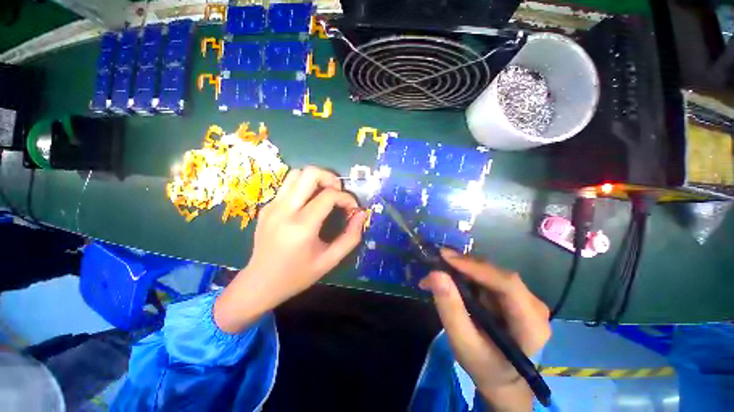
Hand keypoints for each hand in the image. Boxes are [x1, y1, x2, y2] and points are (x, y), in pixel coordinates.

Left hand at [214, 167, 366, 332]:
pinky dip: (304, 188)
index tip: (352, 208)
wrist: (260, 284)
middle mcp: (284, 210)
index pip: (329, 195)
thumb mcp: (330, 260)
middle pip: (309, 173)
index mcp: (301, 226)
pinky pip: (289, 186)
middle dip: (330, 178)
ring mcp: (272, 206)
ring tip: (325, 194)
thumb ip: (351, 237)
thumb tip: (361, 214)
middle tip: (338, 193)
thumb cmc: (297, 275)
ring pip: (297, 174)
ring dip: (316, 179)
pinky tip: (309, 205)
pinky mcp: (267, 206)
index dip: (346, 198)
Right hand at [419, 249, 549, 410]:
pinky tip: (450, 277)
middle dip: (464, 265)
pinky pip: (487, 276)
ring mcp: (524, 298)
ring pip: (490, 271)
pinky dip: (466, 274)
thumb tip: (435, 274)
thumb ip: (450, 309)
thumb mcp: (463, 343)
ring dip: (462, 268)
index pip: (507, 284)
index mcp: (531, 324)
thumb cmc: (483, 366)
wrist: (500, 377)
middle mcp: (533, 305)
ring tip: (438, 272)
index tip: (445, 257)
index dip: (475, 267)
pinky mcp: (512, 295)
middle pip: (497, 273)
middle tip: (436, 261)